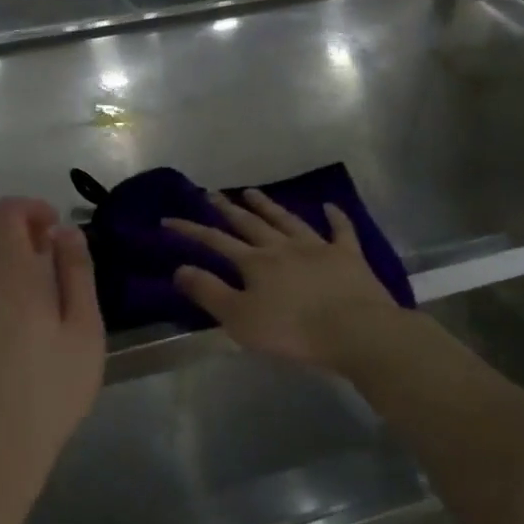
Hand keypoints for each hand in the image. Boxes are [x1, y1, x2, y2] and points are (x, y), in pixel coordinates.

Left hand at [0, 197, 104, 488]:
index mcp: (12, 278)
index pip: (6, 216)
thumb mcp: (85, 332)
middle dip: (8, 219)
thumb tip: (66, 232)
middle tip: (40, 241)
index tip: (53, 224)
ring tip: (20, 265)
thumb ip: (77, 274)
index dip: (29, 208)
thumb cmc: (53, 390)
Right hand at [166, 189, 400, 370]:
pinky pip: (340, 230)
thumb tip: (180, 268)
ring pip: (287, 220)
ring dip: (268, 205)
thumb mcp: (239, 318)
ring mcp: (318, 247)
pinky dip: (334, 217)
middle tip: (211, 193)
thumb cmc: (292, 330)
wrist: (355, 331)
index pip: (215, 241)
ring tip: (252, 191)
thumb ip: (208, 292)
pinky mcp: (348, 256)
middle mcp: (282, 247)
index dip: (190, 230)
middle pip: (250, 223)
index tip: (168, 219)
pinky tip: (329, 206)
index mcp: (254, 263)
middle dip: (227, 208)